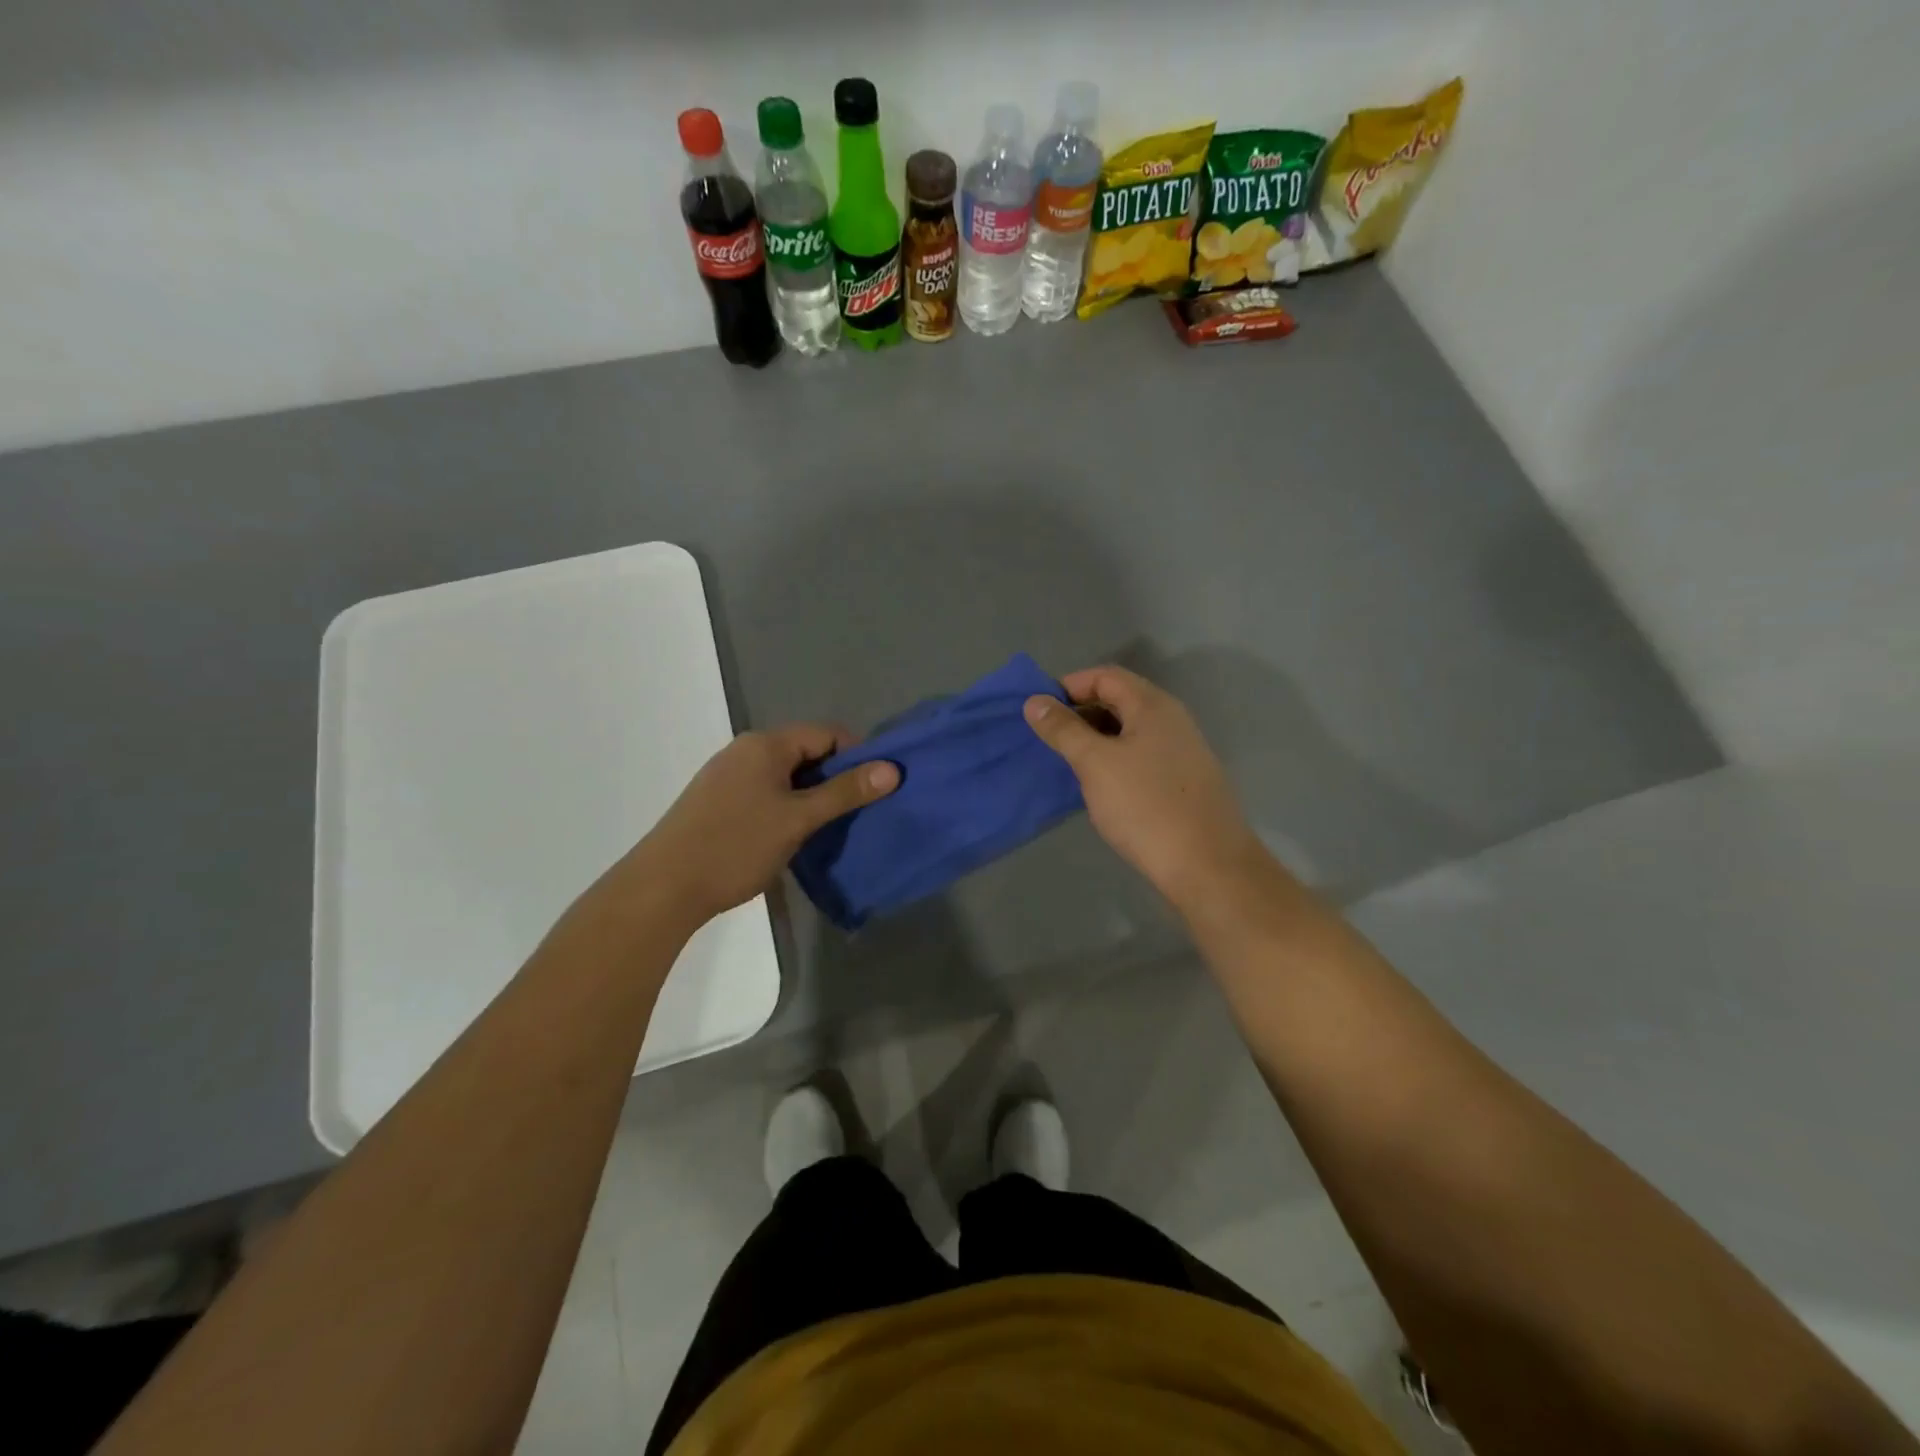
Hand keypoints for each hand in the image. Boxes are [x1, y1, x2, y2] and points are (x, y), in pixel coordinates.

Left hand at [631, 725, 898, 926]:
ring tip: (830, 827)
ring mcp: (727, 775)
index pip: (826, 733)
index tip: (875, 788)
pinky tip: (792, 835)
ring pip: (785, 775)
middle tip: (857, 812)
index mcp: (766, 744)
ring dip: (811, 796)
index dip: (857, 755)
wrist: (663, 887)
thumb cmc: (736, 845)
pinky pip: (765, 792)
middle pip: (806, 752)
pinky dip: (787, 806)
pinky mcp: (717, 801)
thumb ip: (845, 792)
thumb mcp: (798, 819)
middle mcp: (745, 750)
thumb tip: (891, 769)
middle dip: (835, 778)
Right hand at [1024, 666, 1272, 916]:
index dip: (1069, 686)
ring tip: (1068, 763)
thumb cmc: (1145, 806)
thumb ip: (1063, 729)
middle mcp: (1171, 720)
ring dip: (1096, 739)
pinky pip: (1141, 756)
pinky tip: (1099, 786)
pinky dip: (1114, 760)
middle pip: (1119, 700)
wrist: (1207, 866)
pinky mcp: (1183, 781)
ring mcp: (1181, 751)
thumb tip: (1035, 701)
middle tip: (1049, 739)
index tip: (1039, 712)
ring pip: (1129, 731)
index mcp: (1152, 706)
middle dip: (1080, 713)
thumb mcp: (1095, 763)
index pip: (1105, 676)